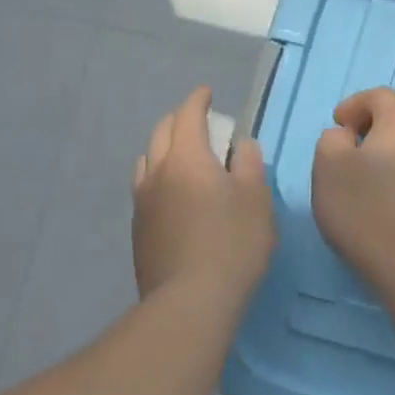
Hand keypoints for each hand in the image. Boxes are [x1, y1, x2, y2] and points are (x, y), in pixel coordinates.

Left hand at [132, 86, 274, 302]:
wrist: (190, 300)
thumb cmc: (233, 243)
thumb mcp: (256, 199)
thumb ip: (249, 164)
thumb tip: (240, 146)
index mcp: (187, 158)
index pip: (188, 115)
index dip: (198, 100)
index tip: (207, 94)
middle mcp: (157, 172)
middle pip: (162, 132)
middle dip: (180, 120)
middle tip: (200, 123)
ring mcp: (142, 201)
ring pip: (147, 159)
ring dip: (164, 148)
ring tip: (183, 156)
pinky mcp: (138, 228)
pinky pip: (145, 186)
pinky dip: (159, 175)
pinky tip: (173, 193)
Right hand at [312, 87, 394, 294]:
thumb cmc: (366, 212)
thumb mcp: (328, 169)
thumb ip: (332, 140)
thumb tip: (347, 137)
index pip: (381, 96)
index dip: (355, 104)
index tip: (338, 124)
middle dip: (380, 121)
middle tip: (357, 143)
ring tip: (374, 171)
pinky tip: (394, 196)